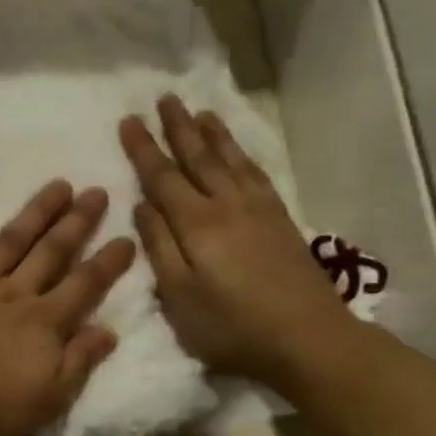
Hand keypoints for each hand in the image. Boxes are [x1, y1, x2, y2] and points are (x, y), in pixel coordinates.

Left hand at [0, 181, 137, 435]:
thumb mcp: (46, 401)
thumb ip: (79, 362)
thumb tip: (109, 330)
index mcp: (43, 324)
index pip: (84, 286)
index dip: (108, 263)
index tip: (127, 237)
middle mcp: (12, 295)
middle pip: (51, 253)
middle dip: (77, 223)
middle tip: (98, 191)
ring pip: (10, 241)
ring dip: (35, 212)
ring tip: (58, 184)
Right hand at [119, 95, 354, 387]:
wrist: (307, 337)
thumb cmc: (231, 327)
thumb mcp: (179, 297)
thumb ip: (159, 248)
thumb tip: (143, 205)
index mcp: (196, 224)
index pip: (162, 177)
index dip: (143, 149)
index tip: (128, 120)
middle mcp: (227, 205)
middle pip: (198, 157)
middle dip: (178, 128)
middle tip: (164, 98)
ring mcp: (258, 209)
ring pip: (230, 160)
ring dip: (212, 133)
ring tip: (199, 112)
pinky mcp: (281, 219)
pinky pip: (255, 172)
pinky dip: (241, 154)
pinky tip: (237, 151)